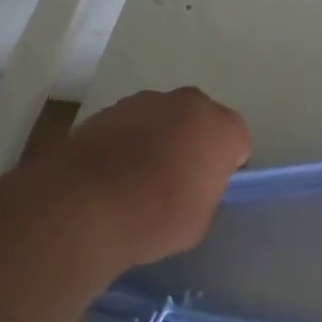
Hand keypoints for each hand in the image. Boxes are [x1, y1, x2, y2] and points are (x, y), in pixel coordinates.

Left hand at [51, 88, 250, 269]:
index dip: (224, 167)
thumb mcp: (201, 220)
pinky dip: (127, 142)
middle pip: (200, 122)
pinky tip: (112, 173)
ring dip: (158, 139)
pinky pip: (130, 126)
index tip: (208, 189)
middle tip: (177, 180)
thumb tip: (193, 188)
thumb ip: (206, 194)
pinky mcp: (107, 109)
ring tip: (138, 178)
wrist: (84, 208)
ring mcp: (144, 101)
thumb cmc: (157, 217)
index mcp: (223, 128)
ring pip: (163, 119)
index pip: (237, 143)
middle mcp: (189, 103)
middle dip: (193, 143)